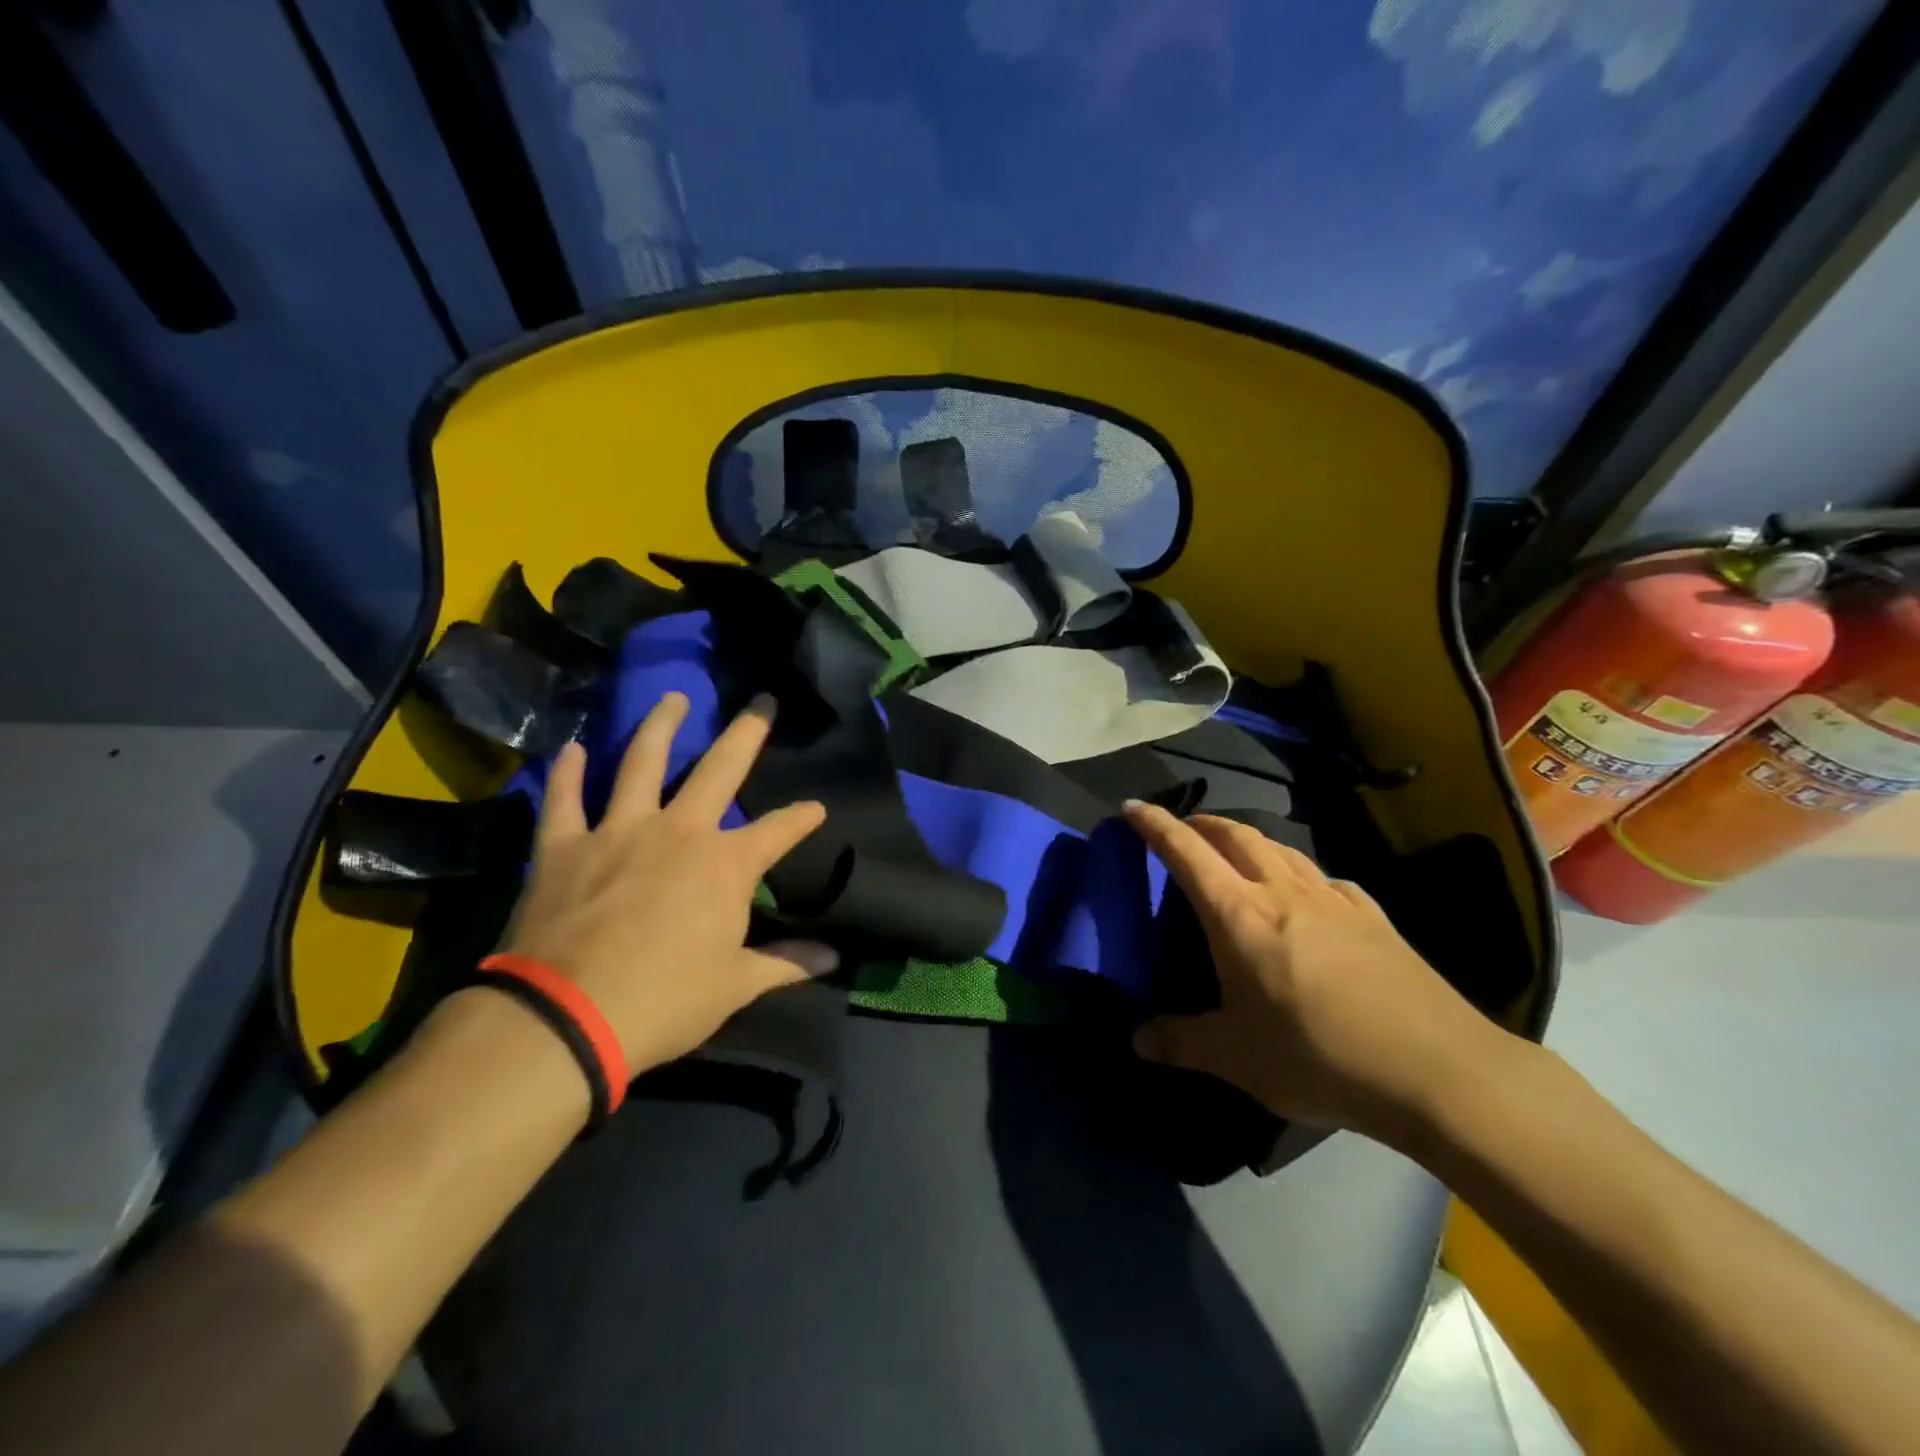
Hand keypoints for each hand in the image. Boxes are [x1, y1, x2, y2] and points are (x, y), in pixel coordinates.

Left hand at [498, 691, 835, 1076]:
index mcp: (726, 863)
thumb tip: (835, 960)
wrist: (566, 1017)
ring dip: (660, 726)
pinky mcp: (564, 845)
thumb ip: (786, 963)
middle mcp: (680, 830)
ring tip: (672, 699)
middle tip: (761, 702)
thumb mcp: (735, 985)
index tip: (817, 808)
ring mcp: (619, 830)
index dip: (802, 817)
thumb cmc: (665, 1000)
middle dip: (747, 734)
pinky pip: (565, 798)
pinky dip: (569, 771)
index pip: (779, 830)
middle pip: (720, 769)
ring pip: (643, 762)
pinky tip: (575, 746)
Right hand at [1125, 803, 1508, 1143]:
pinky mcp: (1374, 917)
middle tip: (1184, 828)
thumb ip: (1181, 1042)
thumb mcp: (1236, 1059)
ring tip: (1237, 852)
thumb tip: (1138, 1040)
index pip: (1186, 851)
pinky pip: (1324, 878)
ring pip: (1281, 848)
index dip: (1155, 824)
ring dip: (1249, 839)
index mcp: (1238, 914)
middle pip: (1235, 835)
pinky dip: (1300, 872)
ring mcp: (1333, 899)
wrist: (1436, 1069)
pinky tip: (1309, 894)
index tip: (1132, 807)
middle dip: (1203, 823)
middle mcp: (1282, 892)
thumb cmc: (1318, 1056)